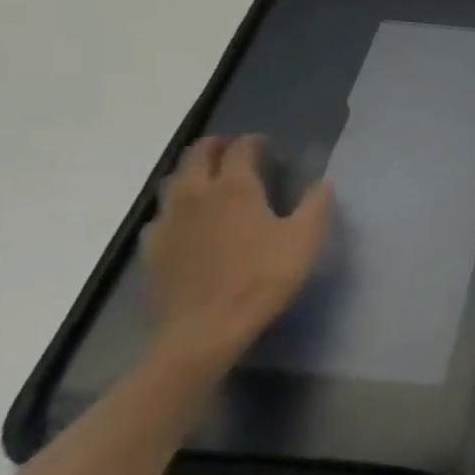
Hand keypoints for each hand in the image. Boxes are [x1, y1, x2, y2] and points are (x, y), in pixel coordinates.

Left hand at [142, 134, 333, 368]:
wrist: (204, 332)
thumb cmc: (262, 279)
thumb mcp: (305, 239)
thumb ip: (316, 204)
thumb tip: (323, 182)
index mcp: (235, 186)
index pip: (241, 148)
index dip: (254, 141)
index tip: (266, 144)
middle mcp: (197, 194)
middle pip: (198, 155)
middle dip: (216, 146)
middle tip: (232, 149)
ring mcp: (169, 221)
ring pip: (174, 181)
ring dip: (192, 171)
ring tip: (207, 179)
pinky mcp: (151, 250)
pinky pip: (161, 216)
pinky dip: (175, 208)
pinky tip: (185, 222)